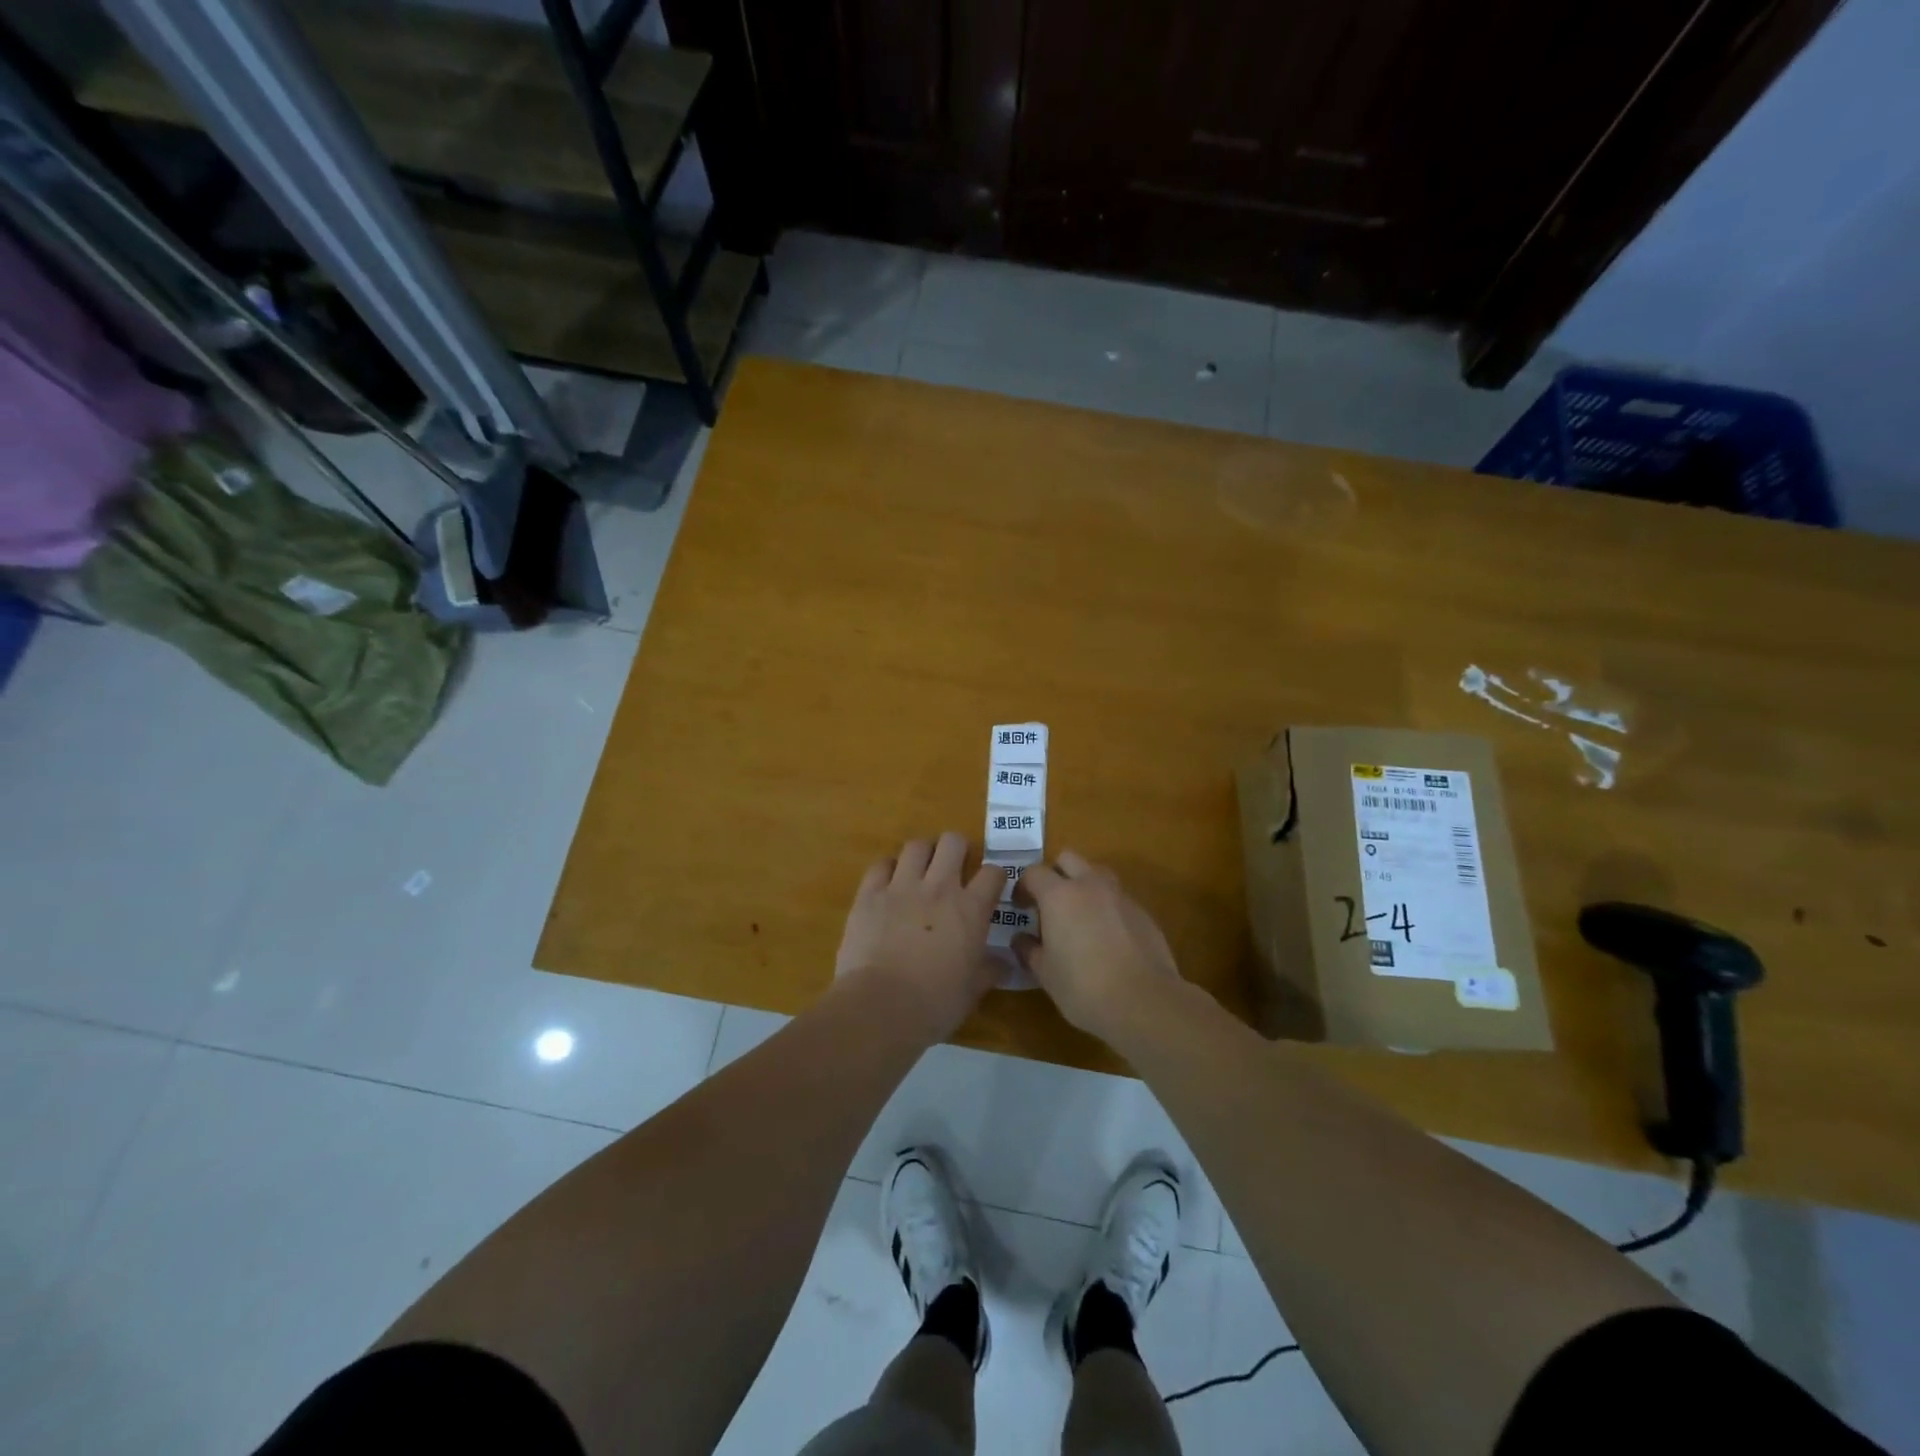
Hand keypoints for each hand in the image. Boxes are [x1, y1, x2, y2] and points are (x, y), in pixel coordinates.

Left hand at [835, 832, 1003, 1038]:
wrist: (880, 1006)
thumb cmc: (934, 1003)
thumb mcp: (972, 991)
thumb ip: (990, 971)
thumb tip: (1005, 965)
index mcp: (970, 910)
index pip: (993, 873)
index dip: (994, 877)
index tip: (989, 888)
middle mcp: (939, 888)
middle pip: (953, 842)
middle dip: (957, 849)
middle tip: (954, 868)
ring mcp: (902, 887)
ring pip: (917, 845)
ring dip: (923, 854)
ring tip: (921, 870)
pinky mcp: (870, 894)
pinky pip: (881, 865)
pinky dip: (888, 868)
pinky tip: (889, 882)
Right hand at [1014, 850, 1181, 1037]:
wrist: (1144, 1002)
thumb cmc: (1083, 987)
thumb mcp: (1045, 973)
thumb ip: (1029, 950)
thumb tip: (1020, 939)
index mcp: (1059, 895)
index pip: (1034, 872)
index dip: (1023, 887)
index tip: (1020, 908)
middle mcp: (1090, 885)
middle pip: (1068, 858)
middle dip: (1055, 873)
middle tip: (1049, 903)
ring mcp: (1120, 896)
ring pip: (1097, 873)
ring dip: (1084, 885)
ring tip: (1079, 916)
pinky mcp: (1143, 912)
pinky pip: (1118, 898)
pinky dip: (1106, 907)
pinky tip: (1107, 937)